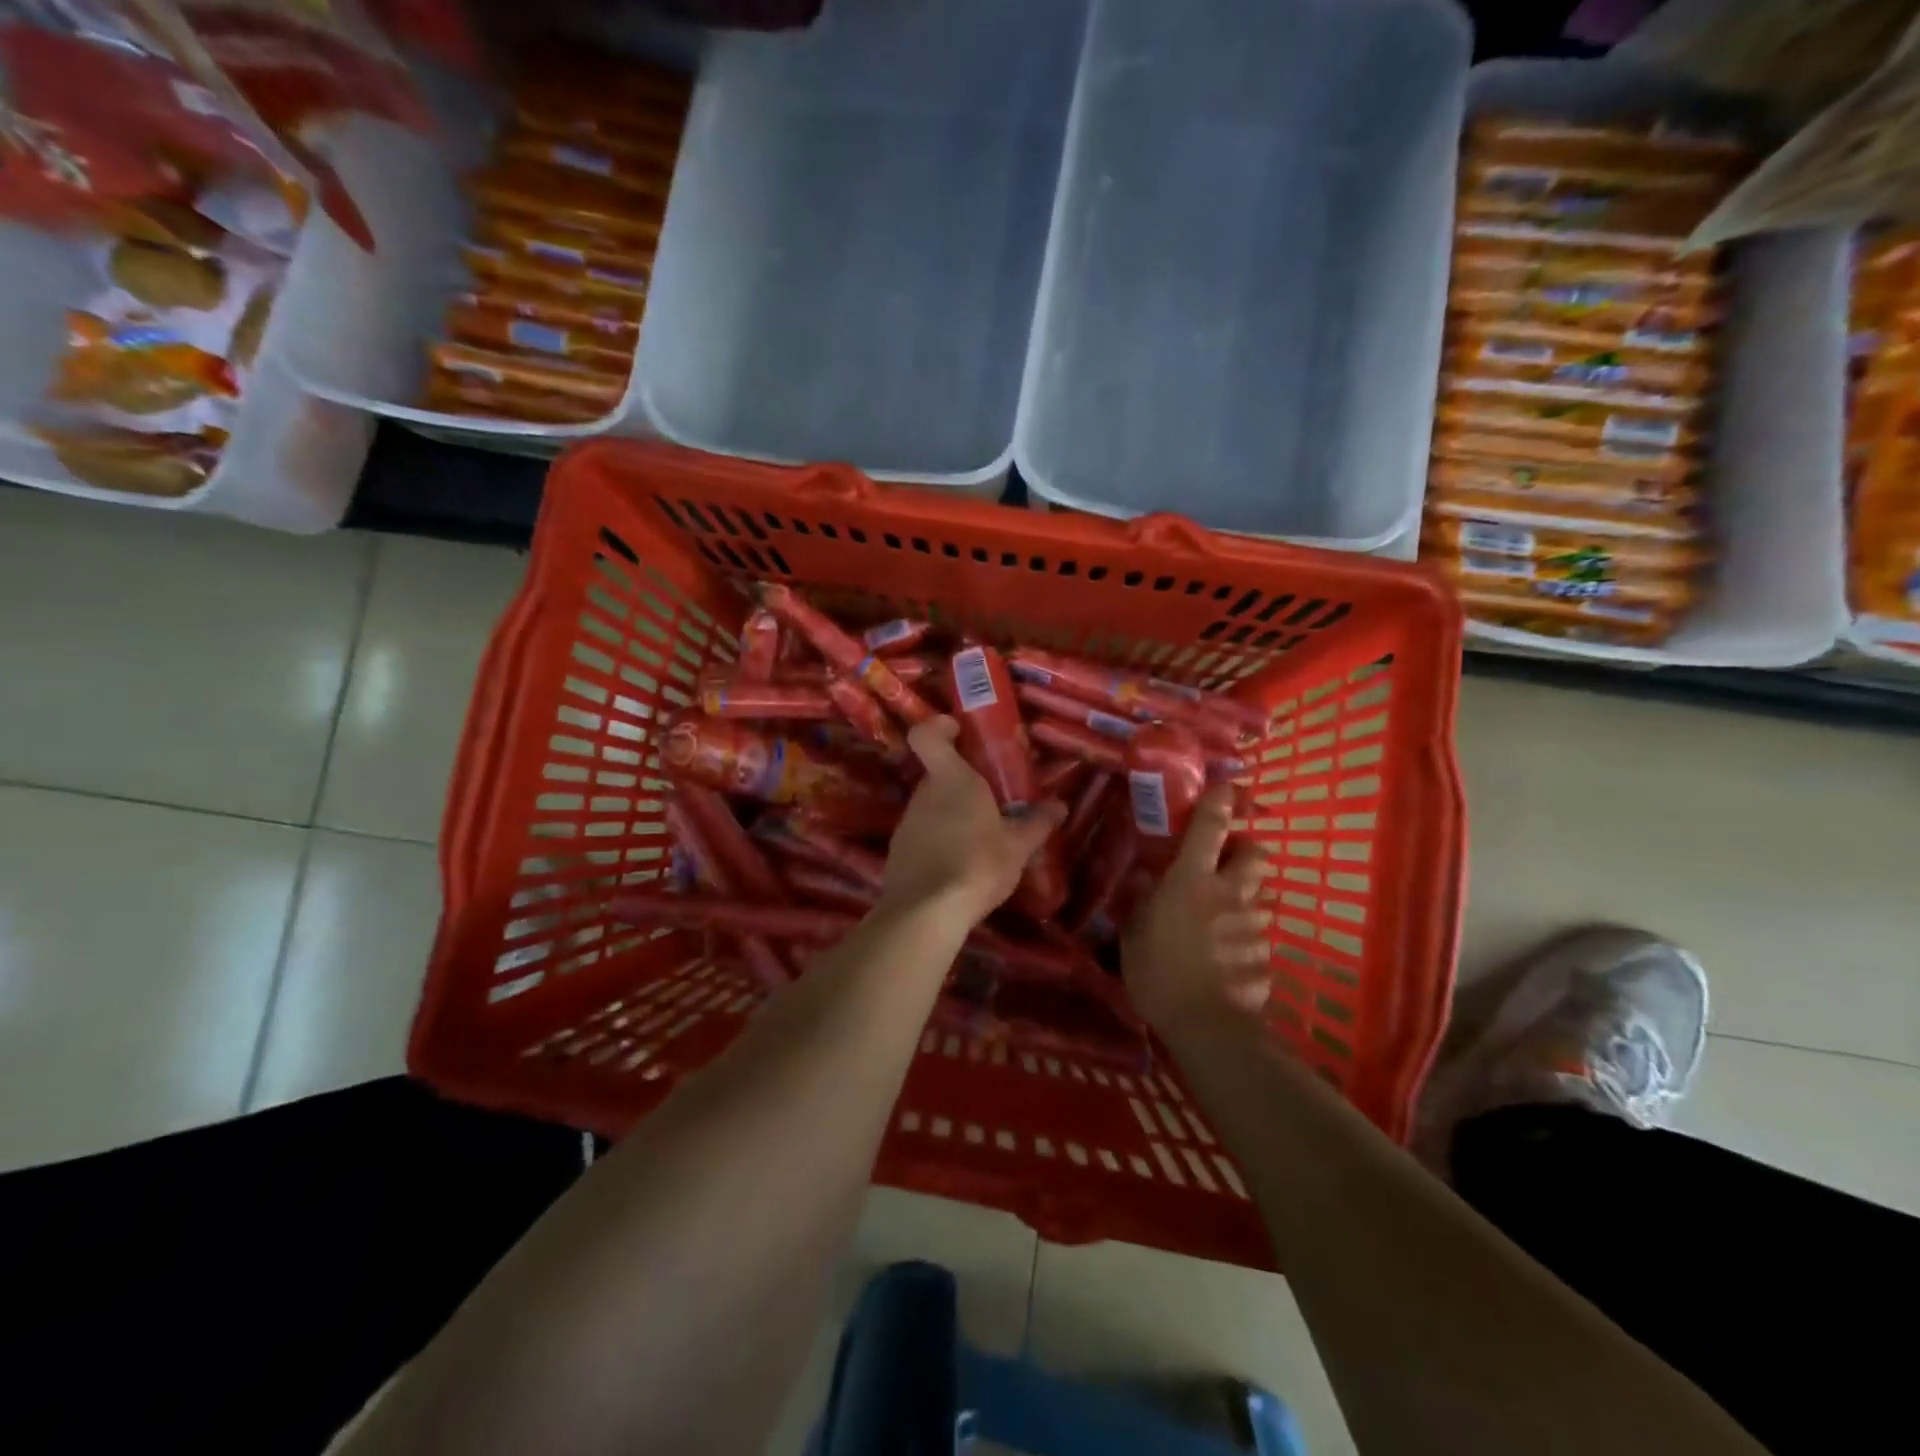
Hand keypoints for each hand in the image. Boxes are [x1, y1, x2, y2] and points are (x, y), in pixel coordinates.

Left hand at [879, 717, 1066, 925]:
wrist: (926, 913)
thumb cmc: (977, 864)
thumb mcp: (1017, 846)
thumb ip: (1037, 823)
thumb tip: (1059, 806)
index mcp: (952, 780)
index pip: (927, 736)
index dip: (939, 727)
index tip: (956, 729)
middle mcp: (923, 794)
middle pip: (938, 775)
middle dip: (962, 784)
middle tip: (991, 801)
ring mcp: (906, 824)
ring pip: (931, 807)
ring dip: (952, 816)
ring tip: (980, 841)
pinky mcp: (898, 853)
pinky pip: (922, 836)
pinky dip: (938, 843)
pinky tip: (958, 868)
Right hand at [1122, 784, 1271, 1033]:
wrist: (1206, 1026)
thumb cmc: (1158, 972)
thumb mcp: (1134, 933)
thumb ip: (1142, 902)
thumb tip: (1144, 880)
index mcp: (1192, 880)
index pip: (1211, 827)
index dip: (1220, 802)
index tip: (1226, 786)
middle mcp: (1230, 892)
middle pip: (1256, 853)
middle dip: (1246, 848)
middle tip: (1226, 860)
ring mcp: (1254, 922)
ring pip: (1260, 891)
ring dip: (1246, 891)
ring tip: (1224, 911)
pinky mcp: (1267, 951)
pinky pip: (1258, 928)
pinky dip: (1246, 929)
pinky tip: (1228, 949)